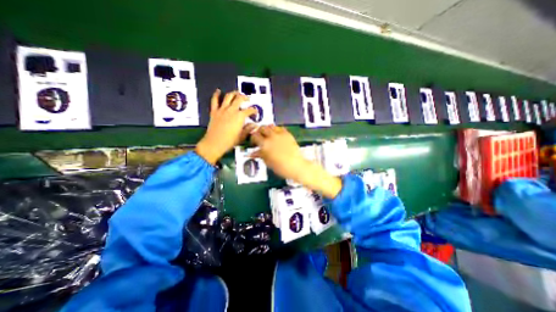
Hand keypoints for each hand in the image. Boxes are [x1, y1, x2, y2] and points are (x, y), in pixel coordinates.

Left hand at [194, 89, 256, 163]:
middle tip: (247, 99)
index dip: (254, 111)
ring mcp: (222, 110)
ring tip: (237, 93)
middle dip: (245, 98)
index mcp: (240, 117)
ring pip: (228, 96)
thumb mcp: (242, 136)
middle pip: (239, 99)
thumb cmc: (229, 141)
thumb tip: (254, 125)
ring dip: (234, 93)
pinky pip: (215, 100)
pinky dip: (216, 94)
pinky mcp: (214, 111)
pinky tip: (218, 91)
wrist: (214, 143)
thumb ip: (248, 129)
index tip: (255, 112)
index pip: (249, 110)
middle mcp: (231, 111)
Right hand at [250, 126, 305, 179]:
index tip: (254, 142)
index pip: (255, 135)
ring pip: (271, 126)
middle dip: (260, 131)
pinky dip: (277, 129)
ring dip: (268, 129)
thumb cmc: (280, 167)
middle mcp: (271, 136)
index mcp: (264, 144)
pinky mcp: (287, 134)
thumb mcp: (267, 161)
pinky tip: (277, 135)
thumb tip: (253, 153)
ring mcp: (280, 134)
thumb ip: (260, 154)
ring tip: (268, 135)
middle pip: (262, 128)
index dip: (253, 138)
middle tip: (261, 137)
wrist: (295, 165)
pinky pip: (280, 127)